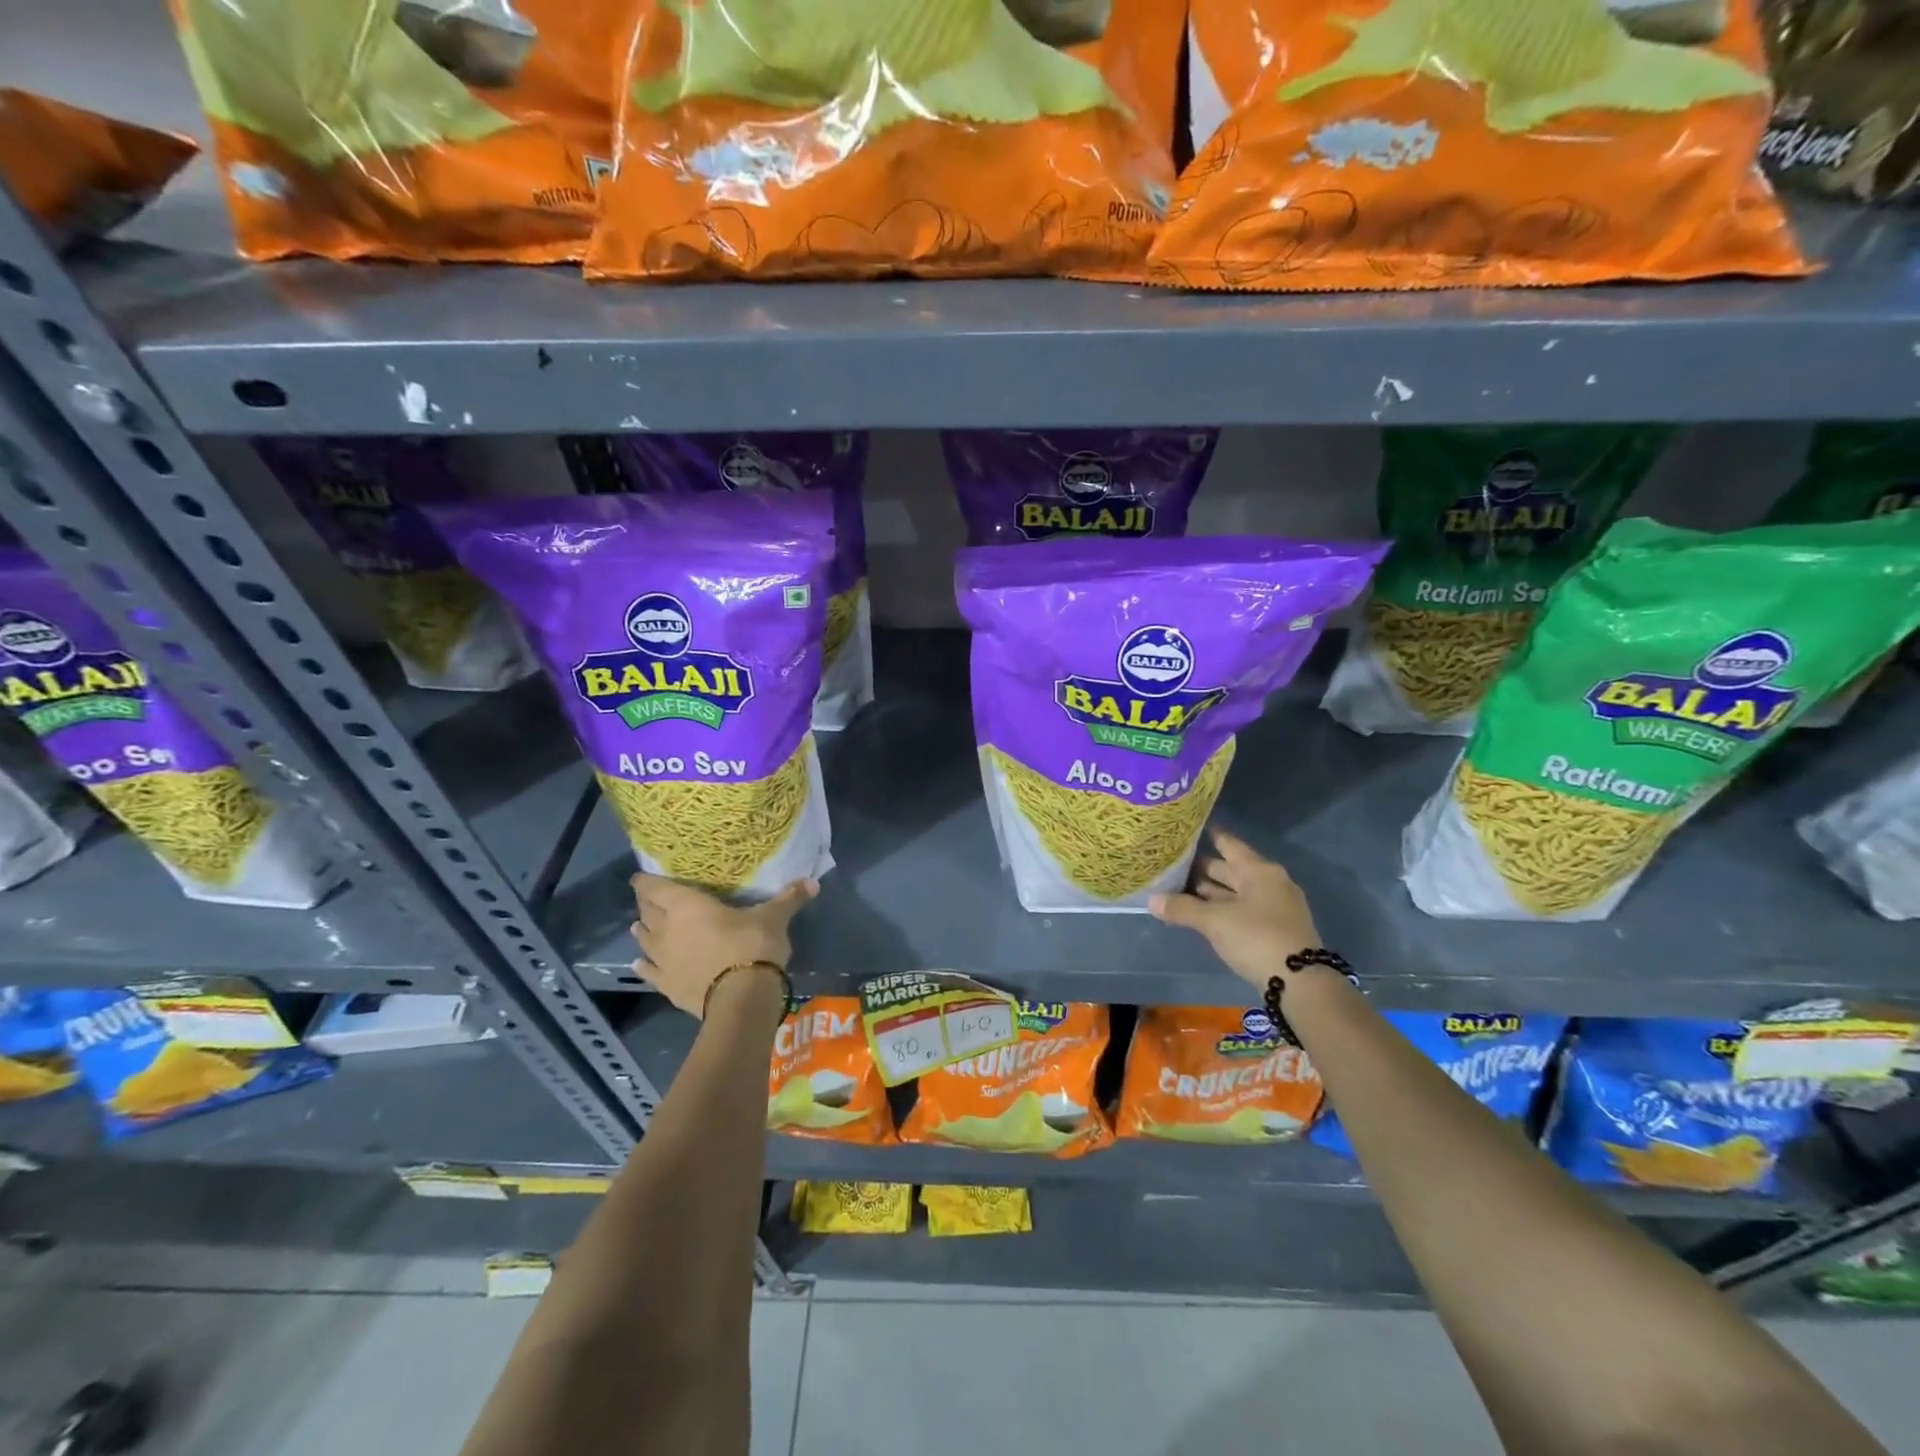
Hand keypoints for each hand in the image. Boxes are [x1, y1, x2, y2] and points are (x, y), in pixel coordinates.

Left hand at [630, 874, 817, 1017]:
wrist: (741, 999)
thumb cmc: (752, 945)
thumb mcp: (773, 918)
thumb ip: (788, 898)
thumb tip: (813, 883)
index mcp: (687, 905)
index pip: (655, 888)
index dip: (646, 881)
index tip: (640, 877)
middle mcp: (667, 929)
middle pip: (648, 912)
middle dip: (647, 905)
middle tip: (650, 899)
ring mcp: (664, 960)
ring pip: (644, 941)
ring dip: (642, 932)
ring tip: (639, 927)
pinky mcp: (667, 986)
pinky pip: (649, 972)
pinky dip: (644, 966)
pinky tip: (639, 964)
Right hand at [1149, 828, 1320, 989]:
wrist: (1300, 983)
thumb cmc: (1256, 937)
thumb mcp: (1214, 921)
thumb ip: (1182, 908)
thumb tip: (1151, 900)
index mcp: (1259, 871)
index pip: (1229, 845)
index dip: (1209, 836)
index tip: (1187, 831)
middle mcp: (1269, 883)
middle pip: (1231, 870)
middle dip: (1202, 869)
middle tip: (1172, 864)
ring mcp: (1274, 907)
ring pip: (1235, 892)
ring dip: (1210, 892)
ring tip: (1178, 889)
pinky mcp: (1274, 930)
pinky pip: (1241, 910)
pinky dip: (1221, 909)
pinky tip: (1201, 914)